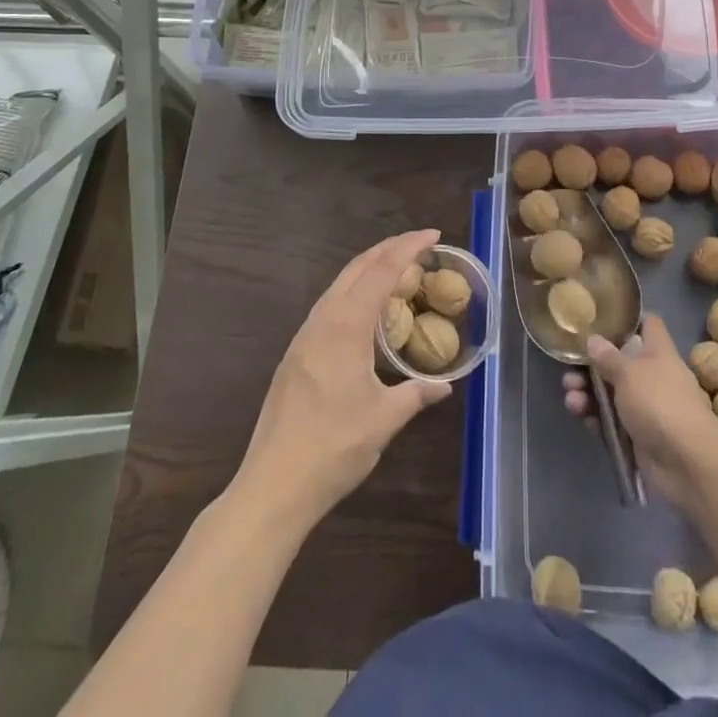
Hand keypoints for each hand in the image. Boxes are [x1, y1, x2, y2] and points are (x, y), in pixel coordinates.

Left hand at [235, 229, 451, 525]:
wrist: (273, 484)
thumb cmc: (334, 447)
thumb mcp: (384, 420)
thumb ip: (415, 395)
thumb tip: (443, 386)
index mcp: (346, 326)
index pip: (382, 271)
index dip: (408, 248)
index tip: (433, 234)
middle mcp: (323, 320)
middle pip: (357, 268)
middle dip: (388, 248)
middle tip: (419, 243)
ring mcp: (305, 336)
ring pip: (339, 284)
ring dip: (369, 268)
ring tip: (396, 269)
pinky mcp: (295, 354)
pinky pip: (329, 305)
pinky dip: (353, 291)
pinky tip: (365, 310)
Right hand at [562, 314, 717, 512]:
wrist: (686, 464)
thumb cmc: (659, 402)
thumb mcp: (629, 373)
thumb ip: (608, 356)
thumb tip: (594, 339)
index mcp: (659, 353)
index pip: (648, 326)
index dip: (628, 320)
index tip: (602, 319)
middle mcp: (654, 377)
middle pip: (620, 362)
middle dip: (593, 365)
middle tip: (570, 368)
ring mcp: (647, 408)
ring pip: (612, 394)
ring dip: (588, 392)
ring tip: (569, 396)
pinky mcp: (638, 437)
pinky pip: (612, 422)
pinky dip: (595, 417)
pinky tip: (579, 414)